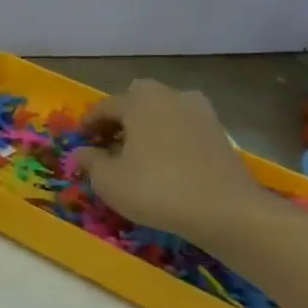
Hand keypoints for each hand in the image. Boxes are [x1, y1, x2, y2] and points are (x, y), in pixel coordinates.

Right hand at [76, 80, 262, 243]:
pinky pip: (183, 128)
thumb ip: (90, 161)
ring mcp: (201, 113)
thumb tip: (81, 153)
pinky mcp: (220, 133)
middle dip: (121, 118)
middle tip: (109, 142)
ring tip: (137, 153)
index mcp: (140, 101)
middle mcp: (171, 97)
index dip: (87, 124)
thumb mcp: (108, 180)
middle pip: (137, 100)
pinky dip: (169, 138)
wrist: (227, 211)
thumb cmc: (156, 188)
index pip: (104, 106)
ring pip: (163, 112)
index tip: (79, 142)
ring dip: (147, 126)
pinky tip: (163, 163)